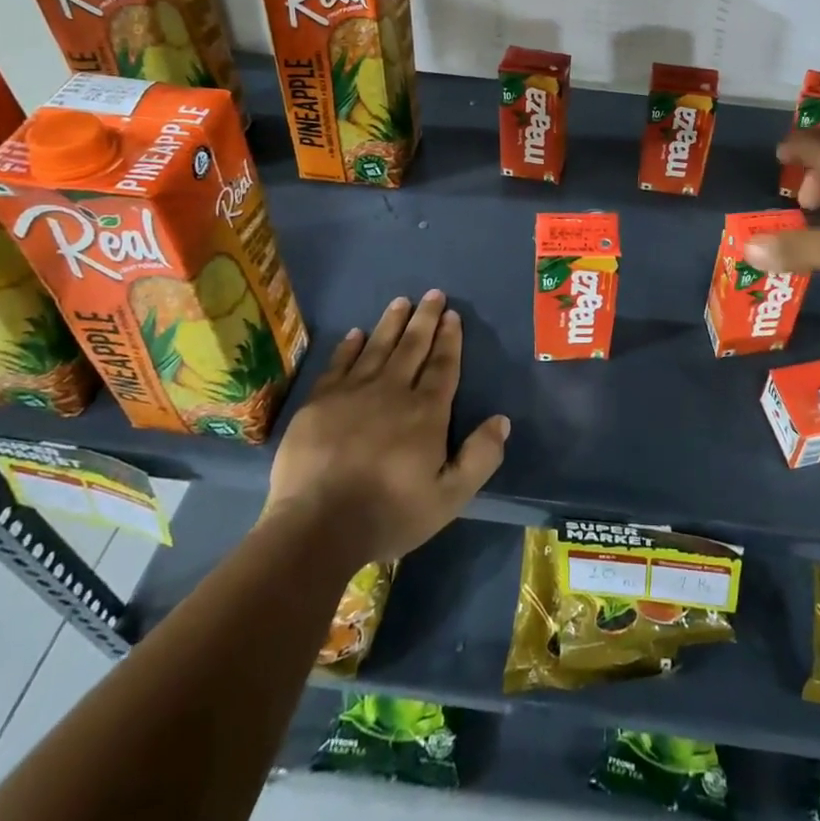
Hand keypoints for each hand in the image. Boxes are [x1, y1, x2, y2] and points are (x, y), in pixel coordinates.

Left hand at [263, 290, 509, 564]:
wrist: (317, 526)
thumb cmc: (389, 513)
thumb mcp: (450, 497)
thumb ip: (480, 457)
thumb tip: (502, 420)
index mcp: (426, 412)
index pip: (443, 366)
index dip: (450, 339)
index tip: (453, 314)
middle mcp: (392, 392)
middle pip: (413, 347)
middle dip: (425, 319)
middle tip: (433, 294)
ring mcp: (352, 394)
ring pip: (377, 348)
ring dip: (391, 323)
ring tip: (401, 301)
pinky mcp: (319, 403)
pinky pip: (338, 364)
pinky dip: (349, 346)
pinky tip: (356, 333)